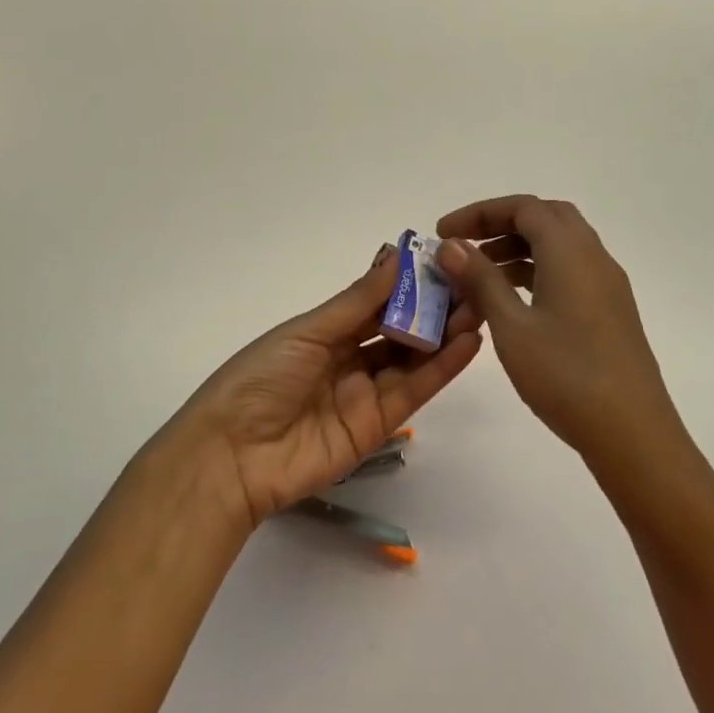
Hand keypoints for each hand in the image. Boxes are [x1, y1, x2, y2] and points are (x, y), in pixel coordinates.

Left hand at [167, 244, 482, 526]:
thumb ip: (357, 301)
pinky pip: (414, 391)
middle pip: (398, 330)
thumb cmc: (261, 378)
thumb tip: (396, 257)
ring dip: (445, 334)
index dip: (406, 284)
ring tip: (480, 306)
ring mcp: (365, 393)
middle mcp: (348, 359)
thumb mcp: (308, 331)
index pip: (375, 302)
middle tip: (472, 284)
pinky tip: (467, 343)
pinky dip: (442, 367)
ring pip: (413, 358)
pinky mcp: (378, 426)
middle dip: (433, 309)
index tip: (441, 261)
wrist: (233, 456)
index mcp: (325, 332)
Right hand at [436, 196, 676, 460]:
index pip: (522, 207)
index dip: (479, 213)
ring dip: (518, 249)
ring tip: (479, 278)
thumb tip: (452, 245)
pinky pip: (569, 271)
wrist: (633, 434)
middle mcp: (593, 257)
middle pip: (545, 218)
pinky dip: (538, 272)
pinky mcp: (610, 311)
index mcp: (570, 251)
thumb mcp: (512, 327)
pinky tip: (514, 304)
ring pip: (559, 246)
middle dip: (501, 225)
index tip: (443, 234)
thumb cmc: (566, 375)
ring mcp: (607, 285)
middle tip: (465, 247)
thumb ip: (481, 280)